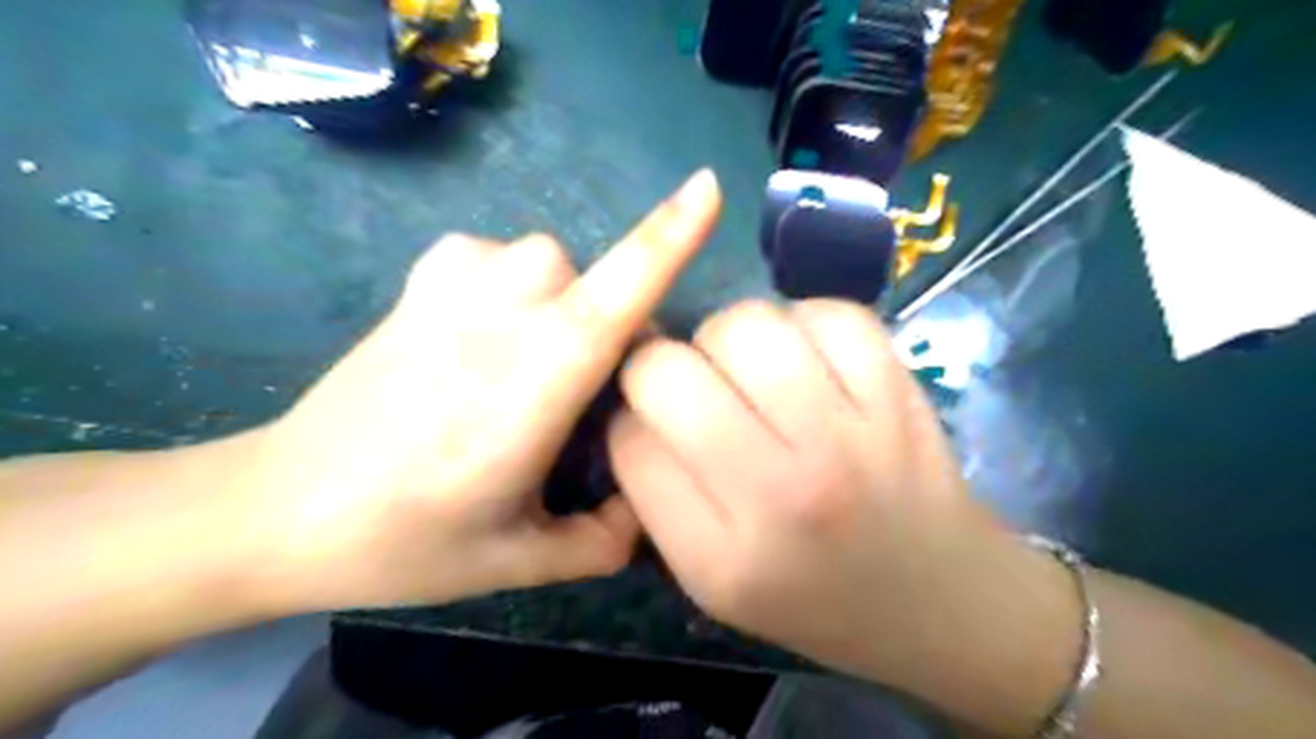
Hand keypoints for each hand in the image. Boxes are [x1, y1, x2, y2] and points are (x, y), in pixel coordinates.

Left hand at [238, 167, 725, 612]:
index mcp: (532, 388)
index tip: (709, 186)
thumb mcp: (519, 561)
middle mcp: (499, 319)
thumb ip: (605, 541)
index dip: (666, 237)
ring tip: (532, 358)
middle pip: (594, 279)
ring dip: (565, 299)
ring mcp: (451, 288)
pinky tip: (486, 325)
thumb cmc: (403, 540)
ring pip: (548, 257)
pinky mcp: (418, 280)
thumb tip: (654, 507)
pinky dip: (511, 279)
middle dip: (613, 328)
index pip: (615, 297)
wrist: (281, 509)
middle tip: (585, 394)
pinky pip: (495, 252)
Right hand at [613, 299, 1060, 693]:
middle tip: (699, 388)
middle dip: (664, 365)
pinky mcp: (900, 392)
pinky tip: (810, 361)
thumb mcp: (713, 580)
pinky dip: (805, 322)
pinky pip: (827, 313)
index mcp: (723, 557)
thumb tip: (632, 404)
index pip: (629, 439)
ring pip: (745, 324)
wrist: (937, 599)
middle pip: (671, 370)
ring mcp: (850, 435)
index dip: (630, 417)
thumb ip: (658, 495)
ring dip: (731, 337)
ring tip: (753, 370)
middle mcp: (784, 492)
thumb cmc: (813, 595)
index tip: (655, 424)